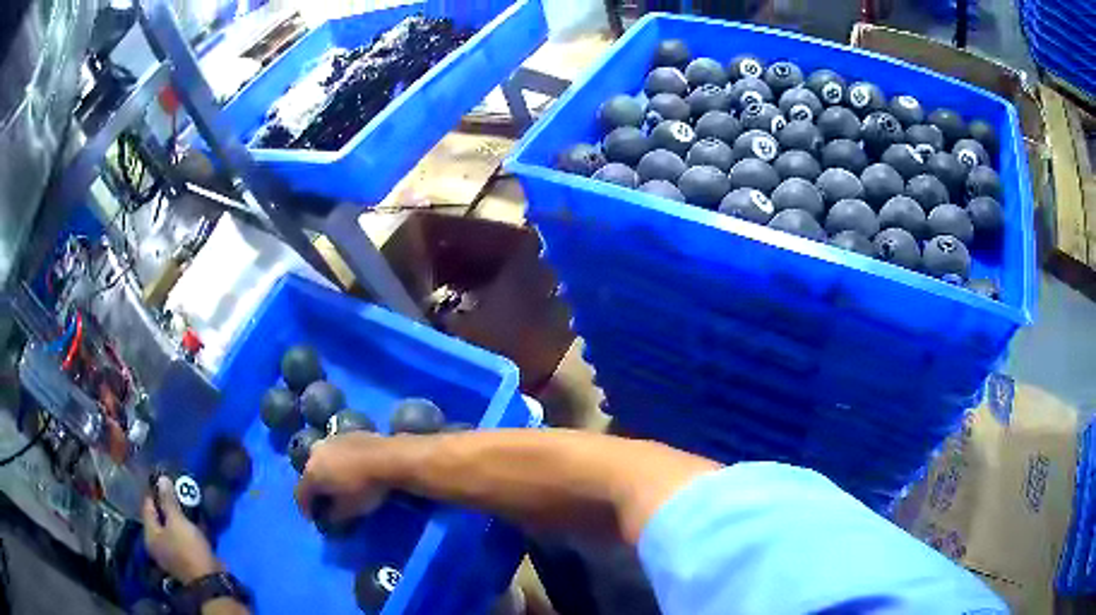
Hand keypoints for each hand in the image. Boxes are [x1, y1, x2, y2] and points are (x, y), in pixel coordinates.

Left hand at [142, 477, 220, 583]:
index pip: (148, 506)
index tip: (169, 484)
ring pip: (172, 529)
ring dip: (179, 519)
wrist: (209, 580)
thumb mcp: (178, 522)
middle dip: (169, 507)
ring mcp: (170, 554)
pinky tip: (195, 524)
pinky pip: (182, 538)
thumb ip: (168, 501)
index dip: (157, 493)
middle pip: (159, 518)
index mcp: (150, 535)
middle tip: (180, 495)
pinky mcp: (184, 559)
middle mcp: (156, 544)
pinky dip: (186, 530)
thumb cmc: (188, 549)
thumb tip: (161, 479)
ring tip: (189, 508)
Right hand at [294, 432, 390, 521]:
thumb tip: (326, 518)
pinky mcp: (347, 433)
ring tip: (337, 485)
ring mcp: (330, 439)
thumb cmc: (365, 488)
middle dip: (315, 489)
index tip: (312, 519)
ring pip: (322, 460)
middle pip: (310, 475)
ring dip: (326, 473)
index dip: (305, 509)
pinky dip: (339, 462)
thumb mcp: (348, 510)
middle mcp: (315, 452)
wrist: (389, 458)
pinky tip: (350, 470)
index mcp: (311, 472)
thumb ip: (332, 516)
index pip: (300, 494)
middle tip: (324, 502)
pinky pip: (337, 451)